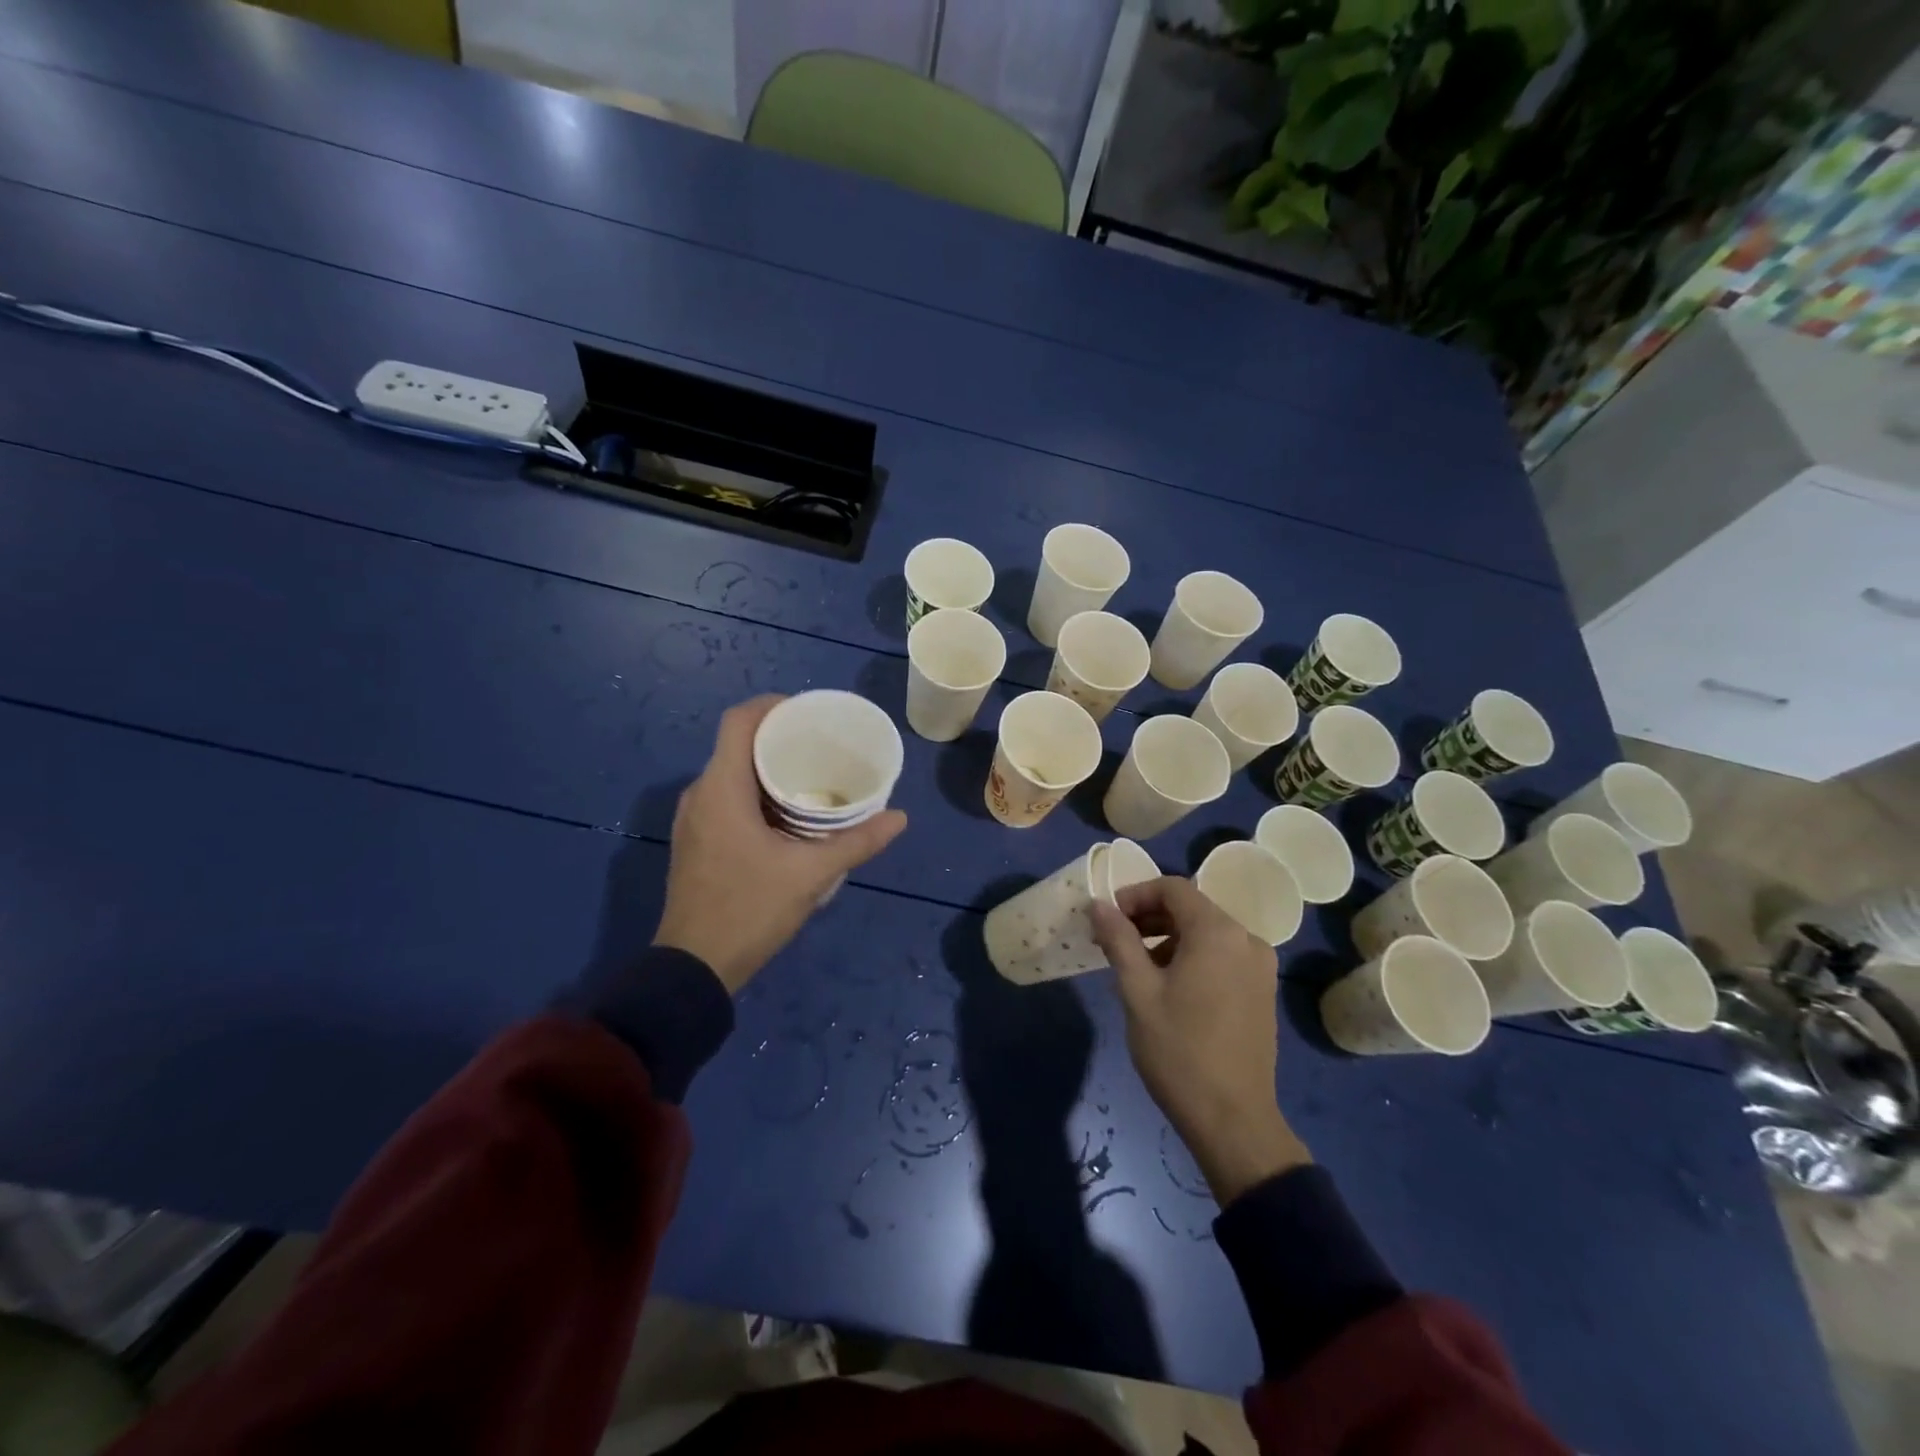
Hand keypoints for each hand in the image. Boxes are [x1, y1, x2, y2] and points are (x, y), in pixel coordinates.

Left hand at [654, 696, 906, 992]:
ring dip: (767, 768)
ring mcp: (693, 820)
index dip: (772, 706)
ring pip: (731, 773)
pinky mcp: (696, 841)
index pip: (739, 721)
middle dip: (779, 738)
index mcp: (721, 788)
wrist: (693, 968)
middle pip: (737, 744)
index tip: (809, 713)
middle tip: (823, 746)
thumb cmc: (749, 910)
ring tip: (812, 776)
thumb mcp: (811, 874)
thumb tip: (899, 818)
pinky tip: (787, 814)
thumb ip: (857, 843)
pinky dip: (756, 793)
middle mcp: (700, 794)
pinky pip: (726, 798)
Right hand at [1092, 877, 1309, 1204]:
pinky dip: (1193, 956)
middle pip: (1192, 908)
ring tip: (1138, 968)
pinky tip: (1170, 987)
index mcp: (1217, 933)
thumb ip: (1118, 940)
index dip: (1136, 895)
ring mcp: (1260, 966)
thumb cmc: (1179, 1051)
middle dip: (1150, 917)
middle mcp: (1246, 939)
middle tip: (1116, 942)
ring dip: (1169, 938)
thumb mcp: (1137, 991)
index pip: (1173, 888)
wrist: (1233, 1120)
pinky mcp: (1262, 990)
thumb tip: (1098, 904)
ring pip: (1207, 932)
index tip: (1109, 919)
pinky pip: (1223, 955)